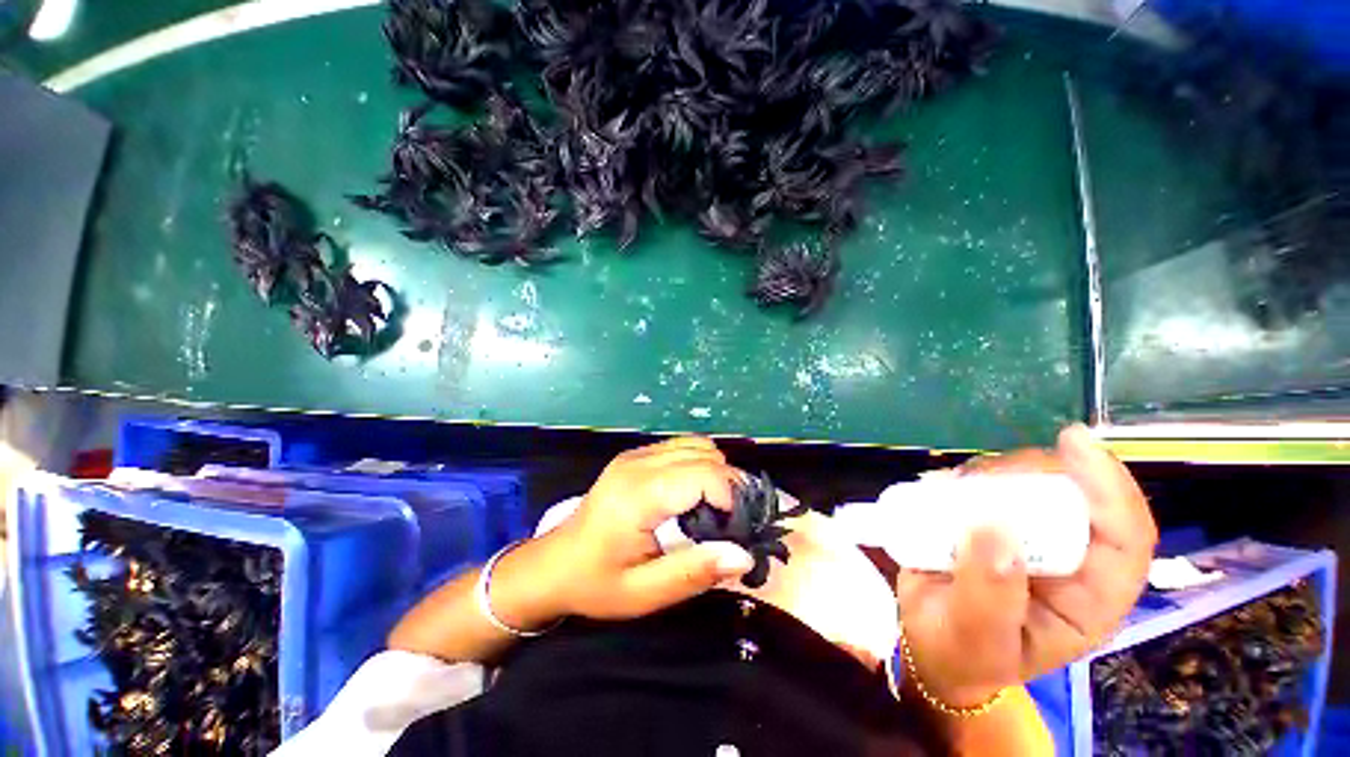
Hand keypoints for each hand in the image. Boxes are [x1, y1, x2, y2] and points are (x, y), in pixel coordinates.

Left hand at [548, 437, 755, 619]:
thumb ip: (694, 572)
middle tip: (734, 521)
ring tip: (717, 507)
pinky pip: (681, 446)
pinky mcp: (636, 455)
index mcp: (638, 494)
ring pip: (696, 444)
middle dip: (730, 483)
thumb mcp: (643, 593)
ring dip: (716, 471)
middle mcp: (638, 463)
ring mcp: (636, 454)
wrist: (553, 564)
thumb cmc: (596, 583)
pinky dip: (700, 463)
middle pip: (704, 453)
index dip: (731, 495)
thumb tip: (744, 554)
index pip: (702, 473)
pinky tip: (695, 492)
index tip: (740, 526)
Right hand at [894, 425, 1157, 706]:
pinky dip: (966, 477)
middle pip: (1076, 497)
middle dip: (1038, 472)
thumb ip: (989, 594)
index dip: (1112, 490)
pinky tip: (944, 487)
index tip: (1076, 446)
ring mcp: (1028, 536)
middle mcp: (1067, 559)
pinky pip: (988, 485)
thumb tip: (994, 529)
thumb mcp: (975, 637)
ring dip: (995, 473)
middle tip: (984, 474)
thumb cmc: (962, 652)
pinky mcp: (992, 521)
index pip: (1125, 541)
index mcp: (1088, 598)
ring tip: (953, 488)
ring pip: (1031, 484)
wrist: (930, 642)